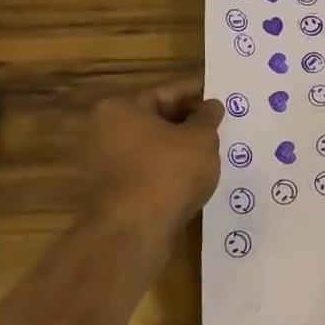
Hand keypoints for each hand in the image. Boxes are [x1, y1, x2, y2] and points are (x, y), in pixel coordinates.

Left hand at [82, 78, 223, 237]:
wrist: (133, 234)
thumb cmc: (167, 173)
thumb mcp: (200, 138)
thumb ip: (208, 117)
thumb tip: (211, 105)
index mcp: (120, 109)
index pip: (167, 91)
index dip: (197, 91)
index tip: (219, 91)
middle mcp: (104, 132)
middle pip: (156, 118)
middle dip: (189, 120)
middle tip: (220, 121)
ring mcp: (104, 165)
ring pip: (152, 147)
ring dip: (180, 147)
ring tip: (213, 148)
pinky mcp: (111, 193)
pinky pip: (147, 171)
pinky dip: (169, 169)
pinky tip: (194, 176)